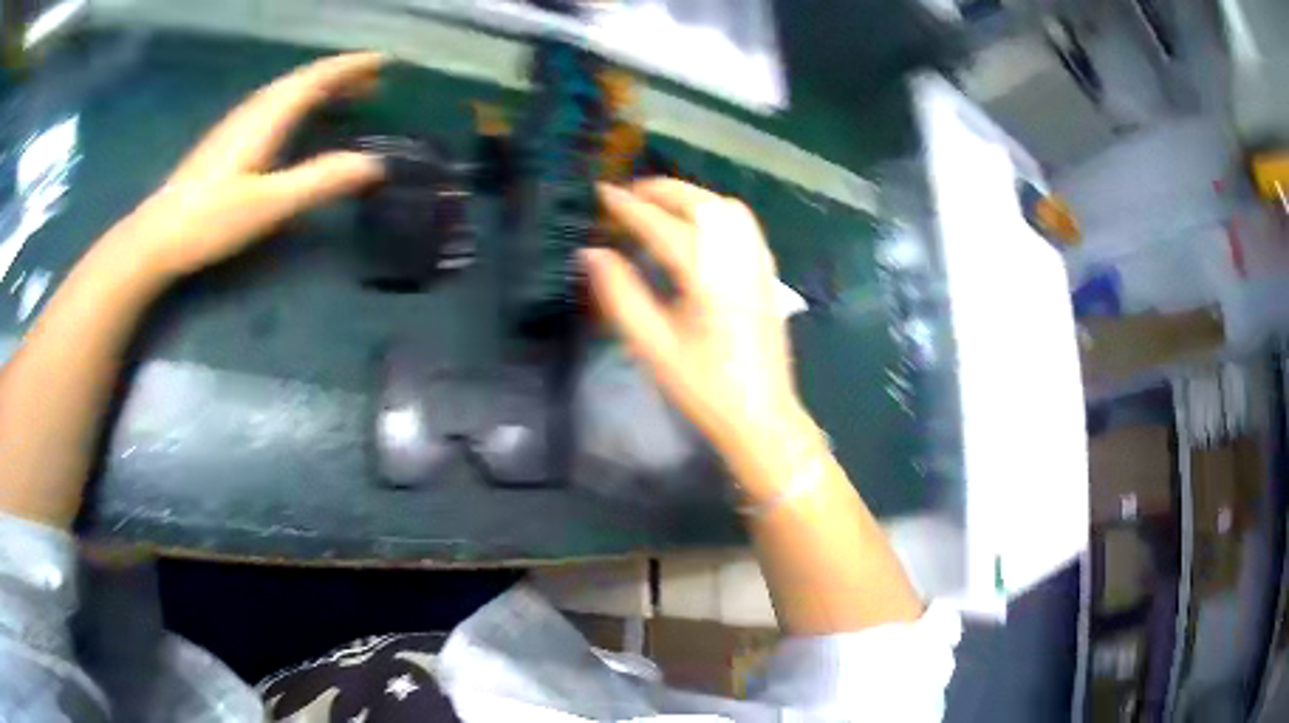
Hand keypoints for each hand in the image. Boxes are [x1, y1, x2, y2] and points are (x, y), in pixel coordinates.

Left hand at [98, 52, 385, 279]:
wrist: (156, 236)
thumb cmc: (211, 219)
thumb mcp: (270, 204)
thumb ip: (320, 181)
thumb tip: (374, 163)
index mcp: (268, 116)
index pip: (317, 77)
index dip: (351, 66)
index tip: (384, 60)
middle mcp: (255, 110)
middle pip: (303, 80)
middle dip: (341, 75)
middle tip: (374, 80)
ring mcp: (238, 124)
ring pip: (287, 92)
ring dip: (320, 88)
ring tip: (345, 96)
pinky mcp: (227, 141)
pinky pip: (274, 106)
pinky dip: (299, 103)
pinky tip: (299, 121)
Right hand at [585, 179, 805, 456]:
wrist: (761, 416)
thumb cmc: (703, 388)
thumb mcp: (652, 346)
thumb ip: (620, 294)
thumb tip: (591, 253)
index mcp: (706, 275)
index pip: (661, 225)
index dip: (628, 207)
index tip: (601, 193)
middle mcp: (737, 258)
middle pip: (699, 203)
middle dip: (661, 190)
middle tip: (627, 196)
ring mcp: (758, 263)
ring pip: (725, 207)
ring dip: (689, 196)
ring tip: (658, 205)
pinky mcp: (767, 273)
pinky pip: (742, 224)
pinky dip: (714, 210)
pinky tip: (698, 226)